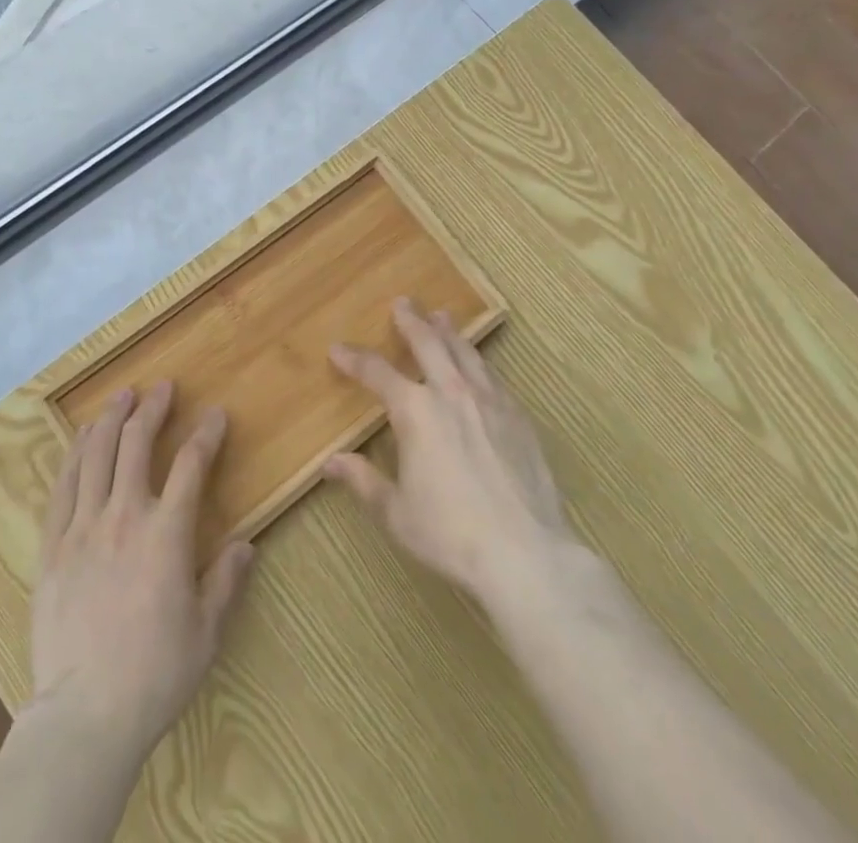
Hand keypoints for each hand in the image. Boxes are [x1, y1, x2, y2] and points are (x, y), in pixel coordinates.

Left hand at [27, 381, 255, 766]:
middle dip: (152, 409)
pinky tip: (82, 437)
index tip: (216, 415)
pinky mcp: (53, 544)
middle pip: (137, 444)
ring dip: (112, 419)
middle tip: (162, 388)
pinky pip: (64, 486)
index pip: (191, 466)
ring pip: (97, 454)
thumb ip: (226, 582)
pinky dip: (75, 454)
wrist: (84, 713)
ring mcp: (83, 526)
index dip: (206, 435)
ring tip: (122, 396)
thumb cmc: (154, 675)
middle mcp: (124, 516)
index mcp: (166, 534)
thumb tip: (247, 545)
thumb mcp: (206, 633)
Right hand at [324, 299, 577, 603]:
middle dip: (411, 321)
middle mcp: (451, 394)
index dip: (354, 359)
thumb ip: (363, 481)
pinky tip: (480, 367)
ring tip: (442, 316)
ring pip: (465, 353)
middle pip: (428, 344)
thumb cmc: (450, 534)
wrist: (527, 555)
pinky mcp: (519, 420)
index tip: (338, 349)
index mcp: (414, 411)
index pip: (376, 373)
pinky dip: (479, 363)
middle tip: (403, 302)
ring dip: (449, 333)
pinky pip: (494, 378)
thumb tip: (331, 463)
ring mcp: (490, 403)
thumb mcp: (396, 512)